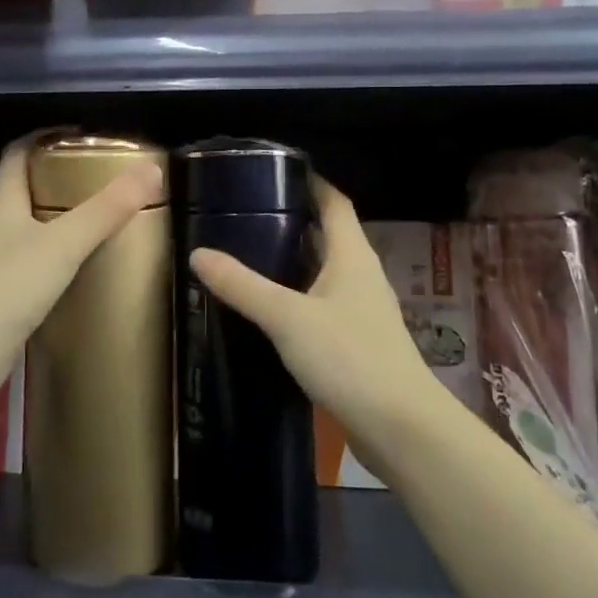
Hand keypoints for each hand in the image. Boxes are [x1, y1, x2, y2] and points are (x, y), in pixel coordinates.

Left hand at [0, 135, 161, 412]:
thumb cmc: (6, 287)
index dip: (48, 136)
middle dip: (66, 177)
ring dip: (66, 217)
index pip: (20, 151)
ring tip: (109, 215)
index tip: (87, 135)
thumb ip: (106, 209)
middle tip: (110, 176)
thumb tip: (151, 169)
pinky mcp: (6, 293)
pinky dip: (63, 255)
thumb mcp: (62, 244)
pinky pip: (39, 261)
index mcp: (3, 201)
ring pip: (36, 226)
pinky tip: (89, 263)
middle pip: (30, 187)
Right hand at [189, 178, 435, 454]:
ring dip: (294, 260)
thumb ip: (243, 286)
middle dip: (293, 220)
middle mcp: (361, 275)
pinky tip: (271, 308)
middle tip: (247, 212)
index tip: (276, 170)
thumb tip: (198, 254)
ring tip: (250, 253)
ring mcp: (362, 310)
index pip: (335, 202)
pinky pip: (323, 304)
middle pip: (329, 235)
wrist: (400, 427)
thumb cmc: (349, 357)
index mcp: (352, 255)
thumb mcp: (287, 318)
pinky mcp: (357, 341)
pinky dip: (298, 296)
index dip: (312, 182)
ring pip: (324, 271)